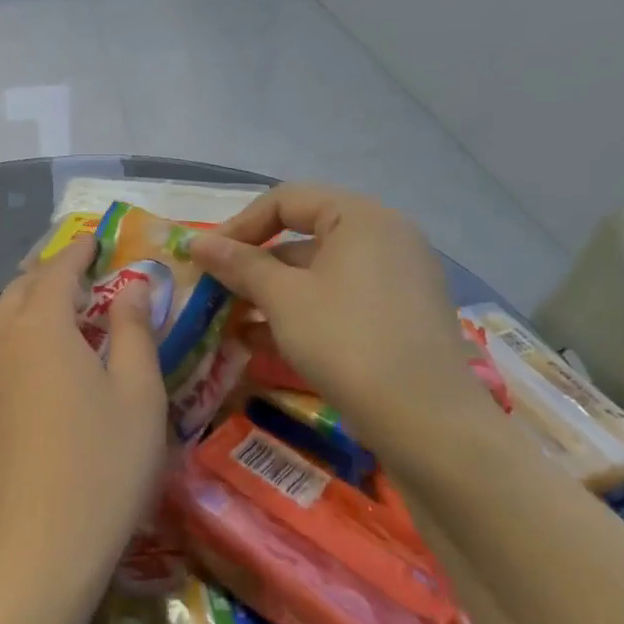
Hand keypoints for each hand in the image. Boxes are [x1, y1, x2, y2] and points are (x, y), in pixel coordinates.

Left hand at [0, 238, 167, 621]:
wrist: (38, 547)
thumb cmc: (103, 464)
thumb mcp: (139, 393)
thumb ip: (134, 329)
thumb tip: (132, 284)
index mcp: (41, 324)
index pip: (57, 270)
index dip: (77, 251)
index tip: (93, 239)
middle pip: (21, 289)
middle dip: (48, 274)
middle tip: (77, 272)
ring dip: (24, 306)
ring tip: (50, 311)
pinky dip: (3, 342)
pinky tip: (16, 361)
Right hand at [188, 185, 485, 454]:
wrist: (426, 422)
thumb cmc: (346, 341)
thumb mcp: (283, 298)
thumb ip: (239, 265)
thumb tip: (197, 243)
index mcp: (361, 217)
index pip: (286, 201)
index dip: (239, 225)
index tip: (207, 258)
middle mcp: (385, 237)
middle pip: (303, 236)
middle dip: (253, 265)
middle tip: (216, 291)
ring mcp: (397, 279)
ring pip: (319, 274)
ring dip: (271, 294)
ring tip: (232, 322)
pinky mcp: (400, 318)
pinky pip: (340, 301)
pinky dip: (301, 313)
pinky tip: (261, 343)